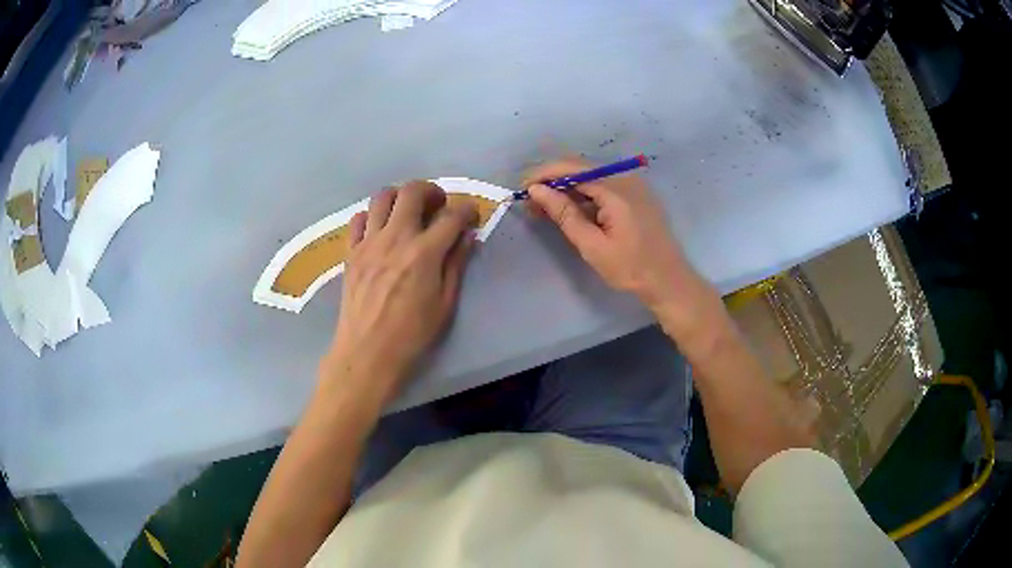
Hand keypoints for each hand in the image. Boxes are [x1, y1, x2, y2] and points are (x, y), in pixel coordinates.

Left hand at [321, 181, 477, 401]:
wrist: (367, 353)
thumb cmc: (412, 335)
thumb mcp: (445, 304)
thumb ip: (456, 265)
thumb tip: (466, 237)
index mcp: (424, 253)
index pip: (452, 216)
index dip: (467, 210)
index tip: (471, 217)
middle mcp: (395, 238)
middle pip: (412, 191)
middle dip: (431, 191)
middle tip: (438, 206)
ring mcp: (368, 243)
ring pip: (382, 197)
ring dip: (400, 197)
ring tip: (408, 213)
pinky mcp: (351, 252)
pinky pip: (358, 219)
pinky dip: (372, 216)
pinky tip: (380, 230)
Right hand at [524, 158, 699, 313]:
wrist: (669, 280)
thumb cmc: (631, 268)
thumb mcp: (592, 245)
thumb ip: (564, 214)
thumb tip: (537, 190)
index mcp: (616, 189)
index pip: (572, 168)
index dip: (544, 175)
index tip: (522, 189)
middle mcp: (625, 178)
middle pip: (581, 168)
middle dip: (553, 181)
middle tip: (531, 201)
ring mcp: (633, 184)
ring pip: (591, 176)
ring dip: (567, 187)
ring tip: (545, 208)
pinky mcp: (636, 193)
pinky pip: (603, 184)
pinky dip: (584, 193)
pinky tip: (571, 209)